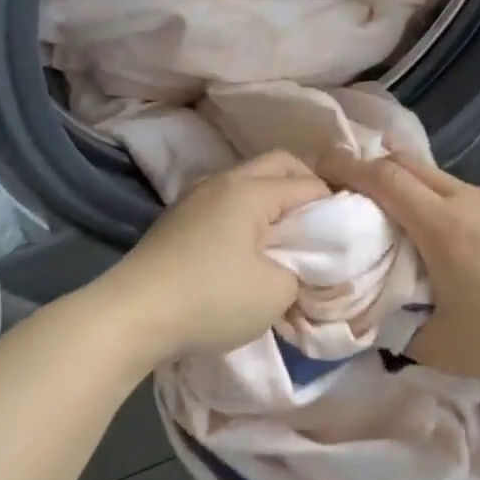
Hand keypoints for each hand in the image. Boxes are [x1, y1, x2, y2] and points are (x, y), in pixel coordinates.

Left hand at [101, 151, 328, 360]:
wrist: (133, 314)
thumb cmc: (212, 298)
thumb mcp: (276, 293)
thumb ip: (302, 271)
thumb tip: (297, 264)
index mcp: (251, 189)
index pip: (309, 184)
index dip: (335, 207)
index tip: (346, 236)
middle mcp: (223, 180)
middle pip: (277, 165)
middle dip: (305, 187)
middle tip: (319, 225)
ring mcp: (195, 197)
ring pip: (247, 181)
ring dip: (272, 199)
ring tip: (284, 237)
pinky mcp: (177, 219)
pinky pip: (225, 201)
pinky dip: (246, 214)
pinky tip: (246, 247)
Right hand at [319, 151, 479, 393]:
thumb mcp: (441, 347)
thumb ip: (399, 326)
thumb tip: (380, 313)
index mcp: (445, 229)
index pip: (385, 179)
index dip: (350, 168)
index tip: (326, 167)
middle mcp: (476, 200)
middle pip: (414, 167)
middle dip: (382, 172)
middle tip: (365, 193)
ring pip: (455, 187)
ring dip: (432, 202)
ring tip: (442, 244)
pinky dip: (475, 217)